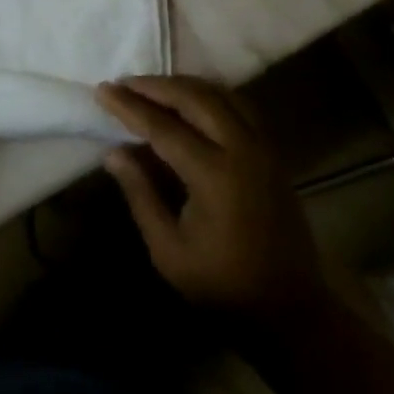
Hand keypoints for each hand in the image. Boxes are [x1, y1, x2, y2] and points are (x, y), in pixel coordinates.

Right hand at [96, 76, 331, 322]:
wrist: (291, 310)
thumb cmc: (223, 285)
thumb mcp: (169, 250)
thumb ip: (141, 194)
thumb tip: (113, 152)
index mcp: (214, 175)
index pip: (163, 127)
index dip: (130, 106)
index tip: (102, 90)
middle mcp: (242, 150)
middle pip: (194, 98)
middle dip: (155, 86)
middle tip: (125, 83)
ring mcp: (263, 147)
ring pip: (220, 94)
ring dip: (183, 86)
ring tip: (152, 88)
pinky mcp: (273, 152)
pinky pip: (239, 105)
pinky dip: (210, 94)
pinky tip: (191, 100)